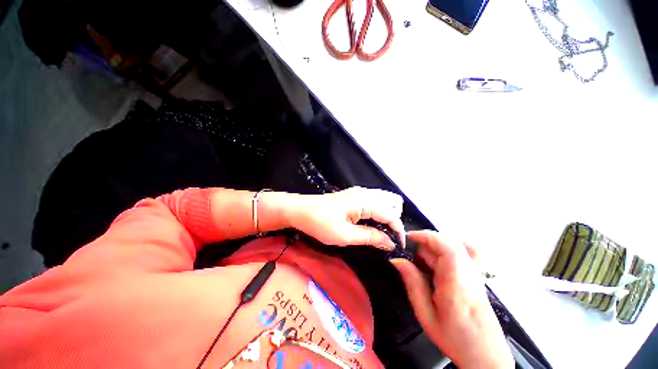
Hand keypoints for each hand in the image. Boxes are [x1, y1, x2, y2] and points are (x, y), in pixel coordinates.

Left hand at [289, 187, 403, 250]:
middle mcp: (365, 193)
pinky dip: (378, 211)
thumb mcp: (345, 235)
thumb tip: (390, 243)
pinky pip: (374, 201)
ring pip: (384, 200)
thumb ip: (370, 237)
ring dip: (387, 215)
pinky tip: (369, 223)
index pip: (391, 214)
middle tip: (385, 235)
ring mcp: (358, 193)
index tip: (397, 247)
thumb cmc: (320, 223)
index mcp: (364, 201)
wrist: (300, 210)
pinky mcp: (353, 196)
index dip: (398, 231)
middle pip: (393, 201)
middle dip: (394, 219)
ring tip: (379, 231)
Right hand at [391, 231, 513, 368]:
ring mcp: (476, 271)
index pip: (445, 245)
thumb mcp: (426, 314)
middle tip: (413, 267)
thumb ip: (412, 283)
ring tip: (426, 267)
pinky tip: (443, 257)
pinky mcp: (478, 273)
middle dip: (424, 249)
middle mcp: (469, 271)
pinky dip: (451, 247)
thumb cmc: (455, 338)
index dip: (424, 235)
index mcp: (456, 281)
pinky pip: (467, 249)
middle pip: (444, 243)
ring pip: (452, 244)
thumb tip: (397, 260)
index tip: (407, 239)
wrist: (486, 354)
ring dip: (434, 249)